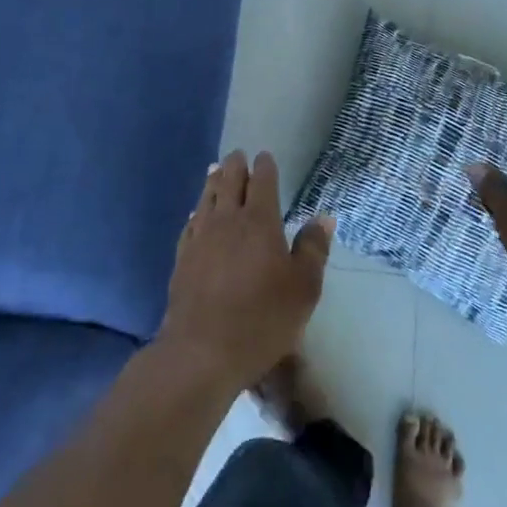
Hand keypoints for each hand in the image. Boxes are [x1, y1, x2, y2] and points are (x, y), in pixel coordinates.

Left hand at [157, 151, 332, 391]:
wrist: (203, 351)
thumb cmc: (263, 318)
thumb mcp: (304, 288)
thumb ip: (313, 249)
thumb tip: (323, 216)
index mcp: (260, 222)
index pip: (262, 183)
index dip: (264, 167)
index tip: (264, 156)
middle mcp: (227, 221)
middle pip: (229, 183)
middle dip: (235, 166)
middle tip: (238, 154)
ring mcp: (200, 239)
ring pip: (206, 199)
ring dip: (213, 181)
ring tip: (215, 170)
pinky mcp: (182, 259)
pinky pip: (190, 225)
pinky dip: (196, 212)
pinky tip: (195, 214)